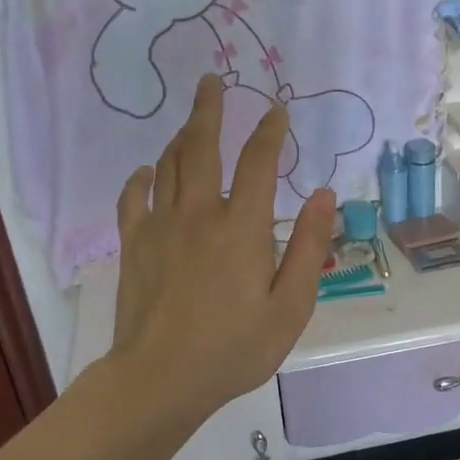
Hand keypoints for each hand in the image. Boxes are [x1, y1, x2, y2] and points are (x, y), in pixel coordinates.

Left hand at [109, 75, 335, 424]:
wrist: (161, 378)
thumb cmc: (234, 348)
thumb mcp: (290, 305)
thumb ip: (307, 246)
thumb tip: (325, 196)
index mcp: (241, 226)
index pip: (258, 162)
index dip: (269, 132)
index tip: (277, 110)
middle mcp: (198, 213)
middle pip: (202, 146)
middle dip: (209, 109)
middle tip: (211, 80)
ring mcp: (160, 226)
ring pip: (168, 165)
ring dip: (181, 137)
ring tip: (191, 122)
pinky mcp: (134, 245)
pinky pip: (134, 198)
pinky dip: (141, 178)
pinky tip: (146, 172)